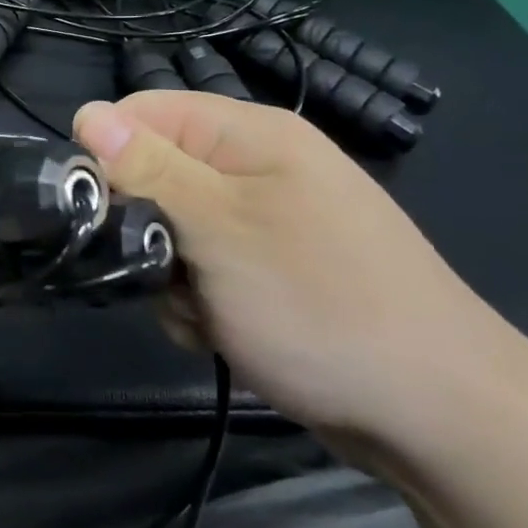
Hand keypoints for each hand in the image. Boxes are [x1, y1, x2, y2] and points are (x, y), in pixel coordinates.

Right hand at [72, 92, 509, 453]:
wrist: (439, 415)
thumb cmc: (319, 303)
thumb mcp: (219, 229)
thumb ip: (149, 169)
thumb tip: (87, 113)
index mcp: (250, 135)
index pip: (145, 111)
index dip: (110, 151)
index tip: (98, 207)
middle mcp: (257, 168)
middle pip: (156, 173)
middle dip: (142, 227)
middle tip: (159, 270)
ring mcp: (267, 223)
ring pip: (174, 230)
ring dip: (168, 274)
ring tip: (199, 311)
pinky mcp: (271, 273)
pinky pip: (205, 271)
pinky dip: (198, 301)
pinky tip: (218, 332)